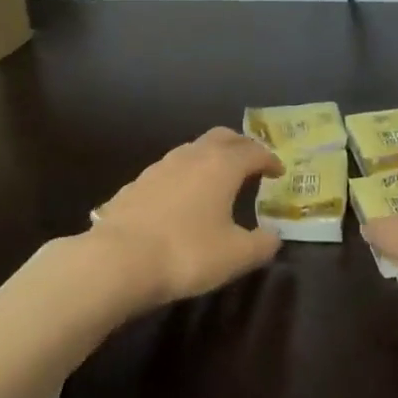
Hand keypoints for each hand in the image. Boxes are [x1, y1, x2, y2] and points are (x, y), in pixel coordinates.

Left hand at [84, 128, 284, 310]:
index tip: (278, 171)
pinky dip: (184, 176)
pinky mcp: (136, 184)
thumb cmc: (187, 253)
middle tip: (251, 163)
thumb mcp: (236, 256)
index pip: (254, 151)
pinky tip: (181, 198)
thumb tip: (273, 236)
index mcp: (222, 166)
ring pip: (192, 150)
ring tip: (217, 179)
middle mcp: (191, 156)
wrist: (118, 260)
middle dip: (240, 146)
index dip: (270, 159)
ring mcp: (159, 167)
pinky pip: (169, 170)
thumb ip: (262, 244)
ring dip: (210, 158)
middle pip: (222, 137)